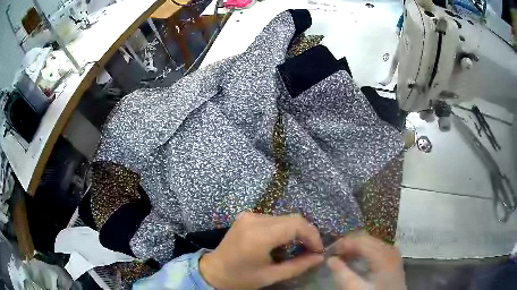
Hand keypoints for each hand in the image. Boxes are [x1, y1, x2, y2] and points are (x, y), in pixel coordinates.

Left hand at [199, 212, 323, 288]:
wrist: (213, 272)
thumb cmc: (241, 278)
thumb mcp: (271, 276)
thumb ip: (298, 265)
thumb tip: (320, 257)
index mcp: (258, 235)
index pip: (296, 225)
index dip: (312, 235)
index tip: (318, 250)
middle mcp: (254, 219)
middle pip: (292, 218)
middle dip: (306, 233)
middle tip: (312, 250)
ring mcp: (249, 215)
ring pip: (284, 218)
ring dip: (296, 231)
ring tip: (299, 248)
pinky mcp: (247, 216)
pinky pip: (273, 219)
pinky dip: (284, 229)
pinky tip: (282, 243)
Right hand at [327, 232, 405, 289]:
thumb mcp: (355, 288)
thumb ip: (342, 273)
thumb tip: (330, 259)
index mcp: (382, 254)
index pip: (359, 240)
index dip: (342, 243)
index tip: (328, 251)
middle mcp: (389, 248)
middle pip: (366, 237)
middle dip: (348, 243)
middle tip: (333, 254)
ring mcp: (392, 251)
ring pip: (371, 241)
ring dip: (355, 246)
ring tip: (342, 256)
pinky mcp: (392, 257)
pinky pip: (376, 247)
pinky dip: (363, 250)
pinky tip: (356, 259)